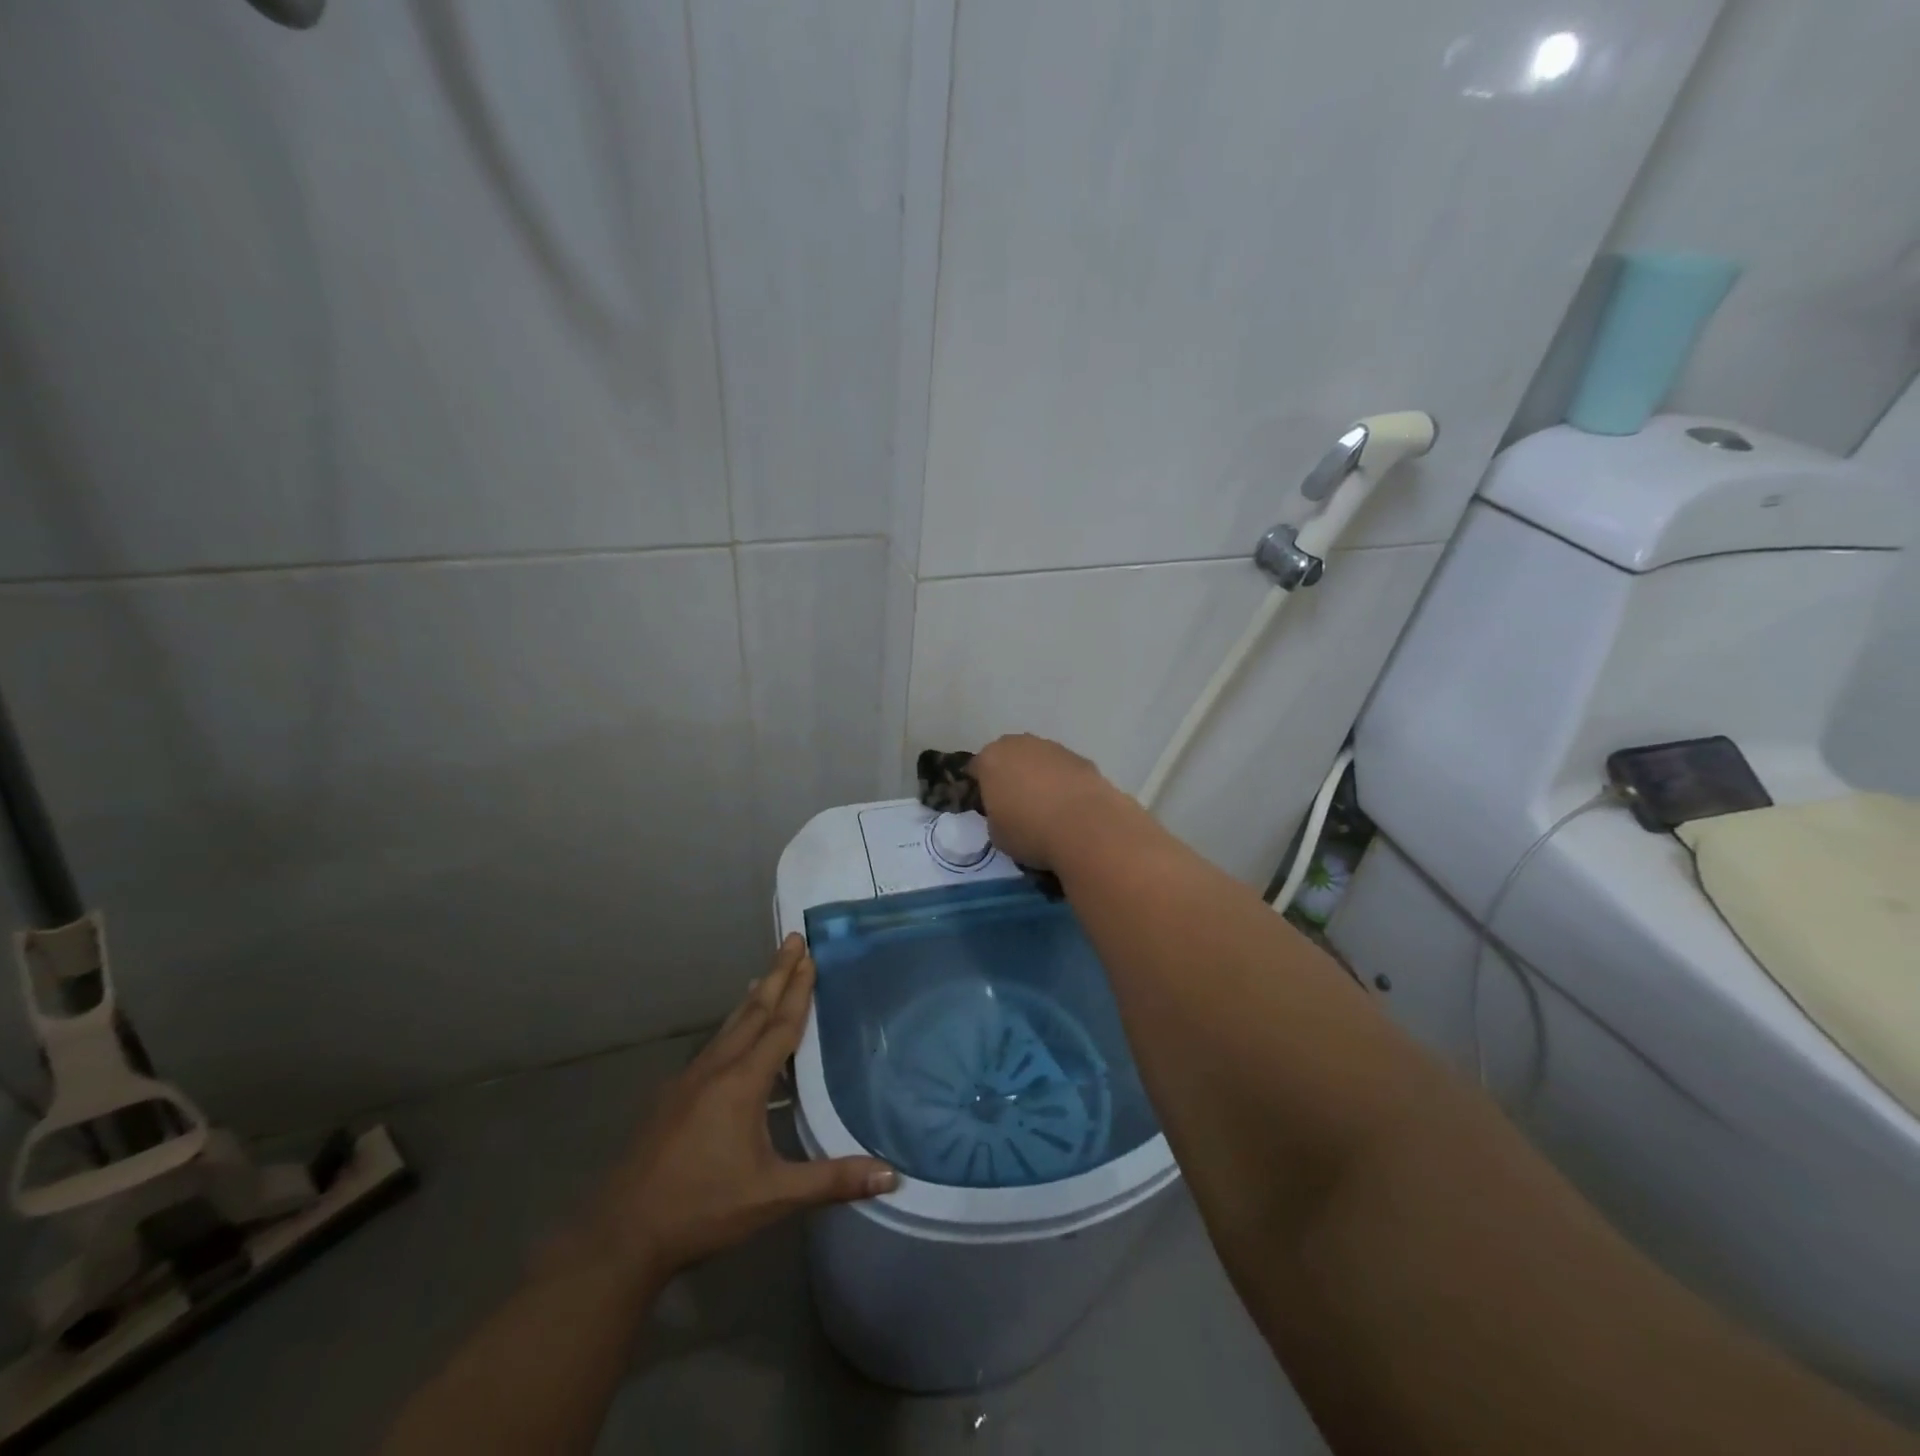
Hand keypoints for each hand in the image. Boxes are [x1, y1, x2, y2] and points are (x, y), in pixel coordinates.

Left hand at [569, 935, 895, 1287]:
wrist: (621, 1234)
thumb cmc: (703, 1209)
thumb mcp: (773, 1197)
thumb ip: (832, 1180)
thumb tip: (891, 1174)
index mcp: (742, 1083)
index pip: (780, 1026)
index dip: (799, 990)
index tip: (809, 955)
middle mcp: (715, 1069)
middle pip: (754, 1012)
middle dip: (776, 975)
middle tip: (792, 940)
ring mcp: (688, 1080)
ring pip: (729, 1027)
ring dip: (754, 998)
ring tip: (766, 976)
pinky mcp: (672, 1097)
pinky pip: (712, 1046)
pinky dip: (732, 1026)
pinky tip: (732, 1036)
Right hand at [969, 733, 1129, 868]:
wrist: (1086, 827)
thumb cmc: (1030, 832)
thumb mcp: (996, 834)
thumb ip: (994, 815)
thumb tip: (1005, 812)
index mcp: (991, 760)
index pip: (976, 768)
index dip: (979, 787)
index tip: (985, 806)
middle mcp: (1020, 745)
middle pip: (1008, 756)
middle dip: (1009, 774)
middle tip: (1014, 802)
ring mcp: (1052, 747)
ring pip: (1037, 759)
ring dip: (1037, 775)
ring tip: (1046, 806)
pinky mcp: (1081, 757)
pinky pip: (1063, 769)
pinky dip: (1062, 781)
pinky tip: (1069, 806)